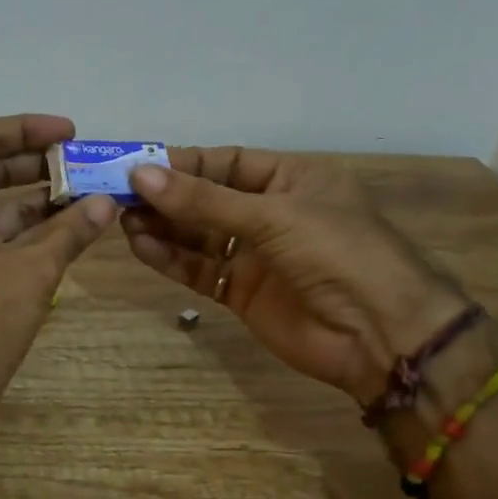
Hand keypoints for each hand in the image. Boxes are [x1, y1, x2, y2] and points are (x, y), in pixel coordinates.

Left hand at [0, 115, 117, 443]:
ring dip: (42, 200)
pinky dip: (34, 232)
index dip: (25, 129)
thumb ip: (70, 231)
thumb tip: (108, 203)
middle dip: (40, 164)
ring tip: (93, 195)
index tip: (70, 134)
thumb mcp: (31, 269)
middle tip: (89, 164)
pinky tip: (76, 231)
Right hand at [122, 148, 469, 406]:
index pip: (227, 163)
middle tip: (117, 194)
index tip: (138, 165)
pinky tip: (141, 247)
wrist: (380, 335)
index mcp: (292, 180)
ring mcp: (256, 255)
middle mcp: (271, 213)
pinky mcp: (242, 292)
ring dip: (162, 227)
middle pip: (207, 199)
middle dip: (166, 197)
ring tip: (122, 221)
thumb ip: (204, 200)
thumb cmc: (337, 254)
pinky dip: (171, 259)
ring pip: (199, 235)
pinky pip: (200, 269)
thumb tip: (140, 175)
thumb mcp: (272, 216)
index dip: (183, 163)